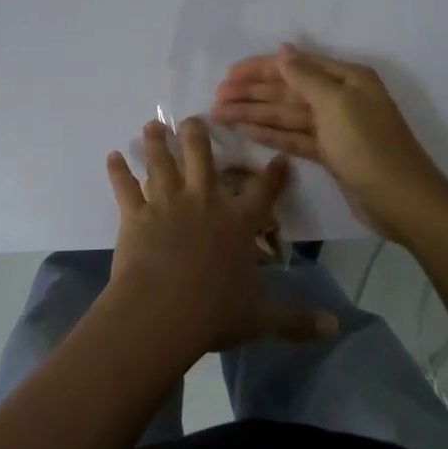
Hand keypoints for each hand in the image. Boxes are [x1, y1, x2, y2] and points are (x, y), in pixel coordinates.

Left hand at [103, 118, 336, 358]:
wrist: (163, 311)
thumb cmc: (215, 313)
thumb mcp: (262, 317)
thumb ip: (297, 320)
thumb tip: (335, 328)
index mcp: (237, 222)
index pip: (262, 191)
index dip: (273, 174)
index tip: (279, 157)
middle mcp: (204, 202)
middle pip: (202, 157)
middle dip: (197, 135)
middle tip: (192, 119)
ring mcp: (168, 204)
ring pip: (161, 162)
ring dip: (156, 142)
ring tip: (152, 126)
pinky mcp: (136, 214)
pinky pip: (125, 187)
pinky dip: (118, 171)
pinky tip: (112, 156)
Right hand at [211, 44, 447, 241]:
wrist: (402, 201)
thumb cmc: (369, 145)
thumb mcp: (337, 104)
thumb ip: (306, 76)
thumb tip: (284, 50)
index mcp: (346, 78)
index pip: (294, 66)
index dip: (260, 69)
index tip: (227, 76)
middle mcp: (339, 97)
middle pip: (288, 90)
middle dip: (252, 93)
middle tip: (216, 98)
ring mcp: (334, 127)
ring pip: (286, 115)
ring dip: (255, 113)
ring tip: (221, 115)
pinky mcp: (330, 153)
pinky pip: (294, 137)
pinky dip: (270, 134)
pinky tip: (245, 131)